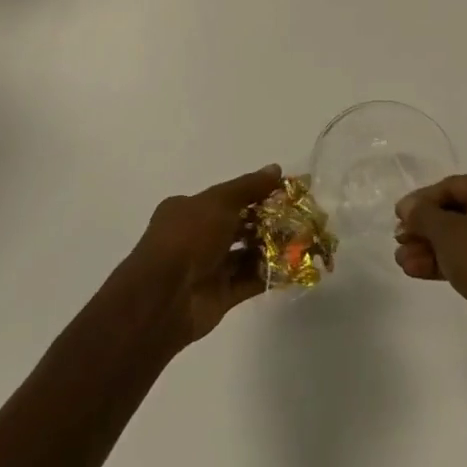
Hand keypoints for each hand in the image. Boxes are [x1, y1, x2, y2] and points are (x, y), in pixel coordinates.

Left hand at [121, 165, 282, 350]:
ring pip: (245, 254)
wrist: (164, 297)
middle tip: (299, 217)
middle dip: (267, 221)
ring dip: (271, 248)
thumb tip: (276, 169)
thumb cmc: (188, 236)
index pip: (227, 197)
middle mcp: (197, 237)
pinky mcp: (219, 296)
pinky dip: (269, 274)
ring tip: (303, 240)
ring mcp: (208, 268)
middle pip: (238, 225)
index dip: (256, 193)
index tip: (284, 192)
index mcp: (188, 210)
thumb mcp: (219, 201)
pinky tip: (294, 266)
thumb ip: (249, 187)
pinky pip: (249, 281)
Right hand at [395, 172, 466, 357]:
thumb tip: (408, 207)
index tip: (397, 217)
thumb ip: (422, 215)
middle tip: (398, 240)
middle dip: (423, 228)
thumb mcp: (446, 231)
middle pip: (454, 212)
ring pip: (459, 238)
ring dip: (429, 247)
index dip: (420, 201)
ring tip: (401, 261)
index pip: (449, 186)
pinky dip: (444, 261)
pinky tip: (415, 271)